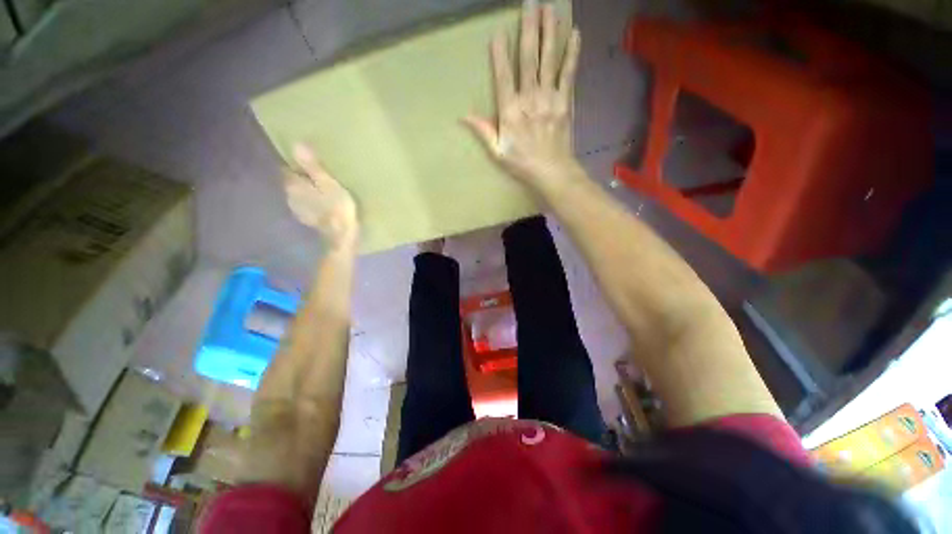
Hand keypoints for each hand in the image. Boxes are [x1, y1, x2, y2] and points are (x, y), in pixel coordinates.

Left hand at [284, 144, 357, 247]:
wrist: (342, 235)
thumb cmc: (337, 207)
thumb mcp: (328, 183)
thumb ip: (312, 166)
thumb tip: (297, 144)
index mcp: (293, 185)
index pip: (288, 169)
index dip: (297, 165)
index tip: (309, 163)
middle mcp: (290, 197)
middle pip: (292, 183)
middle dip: (302, 178)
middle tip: (319, 176)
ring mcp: (298, 210)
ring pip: (298, 195)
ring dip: (306, 191)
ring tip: (322, 190)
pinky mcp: (307, 220)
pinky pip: (306, 206)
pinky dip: (311, 203)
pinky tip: (322, 204)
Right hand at [464, 0, 582, 188]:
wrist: (552, 171)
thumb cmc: (522, 163)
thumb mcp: (497, 151)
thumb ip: (483, 130)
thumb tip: (463, 115)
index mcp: (511, 111)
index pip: (504, 76)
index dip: (500, 53)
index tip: (498, 32)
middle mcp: (530, 98)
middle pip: (528, 58)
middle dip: (529, 28)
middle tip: (530, 2)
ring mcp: (549, 97)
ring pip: (549, 59)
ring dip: (550, 31)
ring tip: (550, 8)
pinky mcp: (565, 101)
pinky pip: (568, 72)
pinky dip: (572, 53)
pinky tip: (575, 34)